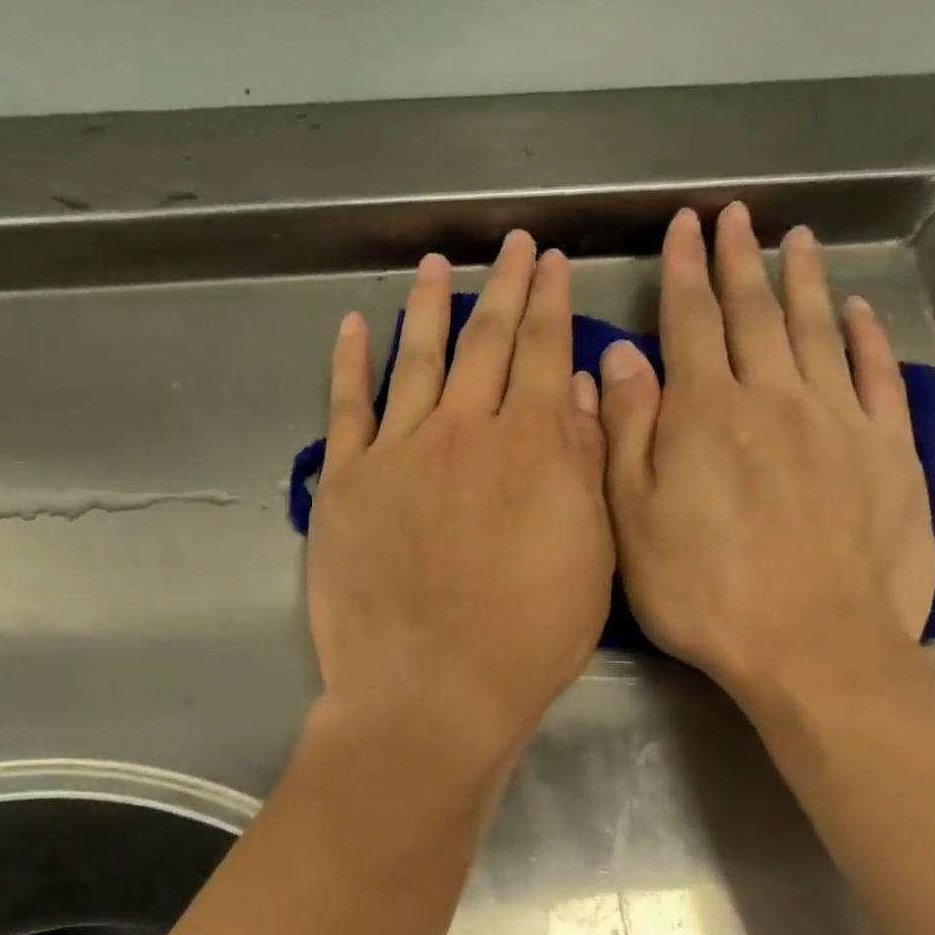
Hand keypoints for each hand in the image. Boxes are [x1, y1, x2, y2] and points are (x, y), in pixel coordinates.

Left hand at [307, 231, 612, 768]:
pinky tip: (355, 325)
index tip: (555, 264)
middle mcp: (463, 431)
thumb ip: (581, 464)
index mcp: (530, 446)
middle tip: (514, 244)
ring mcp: (397, 452)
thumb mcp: (587, 555)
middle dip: (505, 288)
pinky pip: (346, 408)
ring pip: (417, 359)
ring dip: (430, 307)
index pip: (544, 353)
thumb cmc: (526, 637)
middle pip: (486, 342)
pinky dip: (349, 362)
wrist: (431, 690)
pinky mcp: (346, 483)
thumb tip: (573, 390)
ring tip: (436, 265)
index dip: (552, 303)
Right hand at [598, 205, 934, 698]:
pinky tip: (857, 310)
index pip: (689, 322)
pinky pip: (875, 375)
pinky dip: (866, 336)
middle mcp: (772, 397)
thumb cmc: (701, 589)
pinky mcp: (887, 451)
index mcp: (704, 413)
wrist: (811, 644)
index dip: (684, 271)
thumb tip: (623, 356)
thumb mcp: (632, 517)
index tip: (685, 228)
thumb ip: (627, 430)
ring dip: (802, 280)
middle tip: (736, 216)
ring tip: (796, 239)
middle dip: (739, 260)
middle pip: (753, 313)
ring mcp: (837, 420)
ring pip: (816, 330)